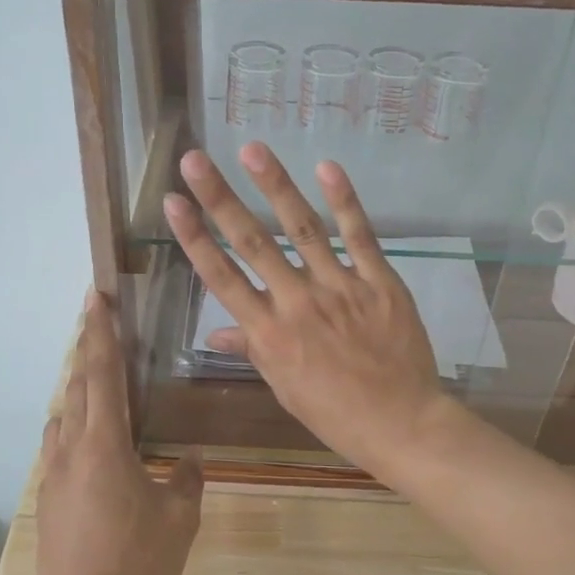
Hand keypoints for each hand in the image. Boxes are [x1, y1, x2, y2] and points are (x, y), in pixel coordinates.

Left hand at [33, 294, 202, 574]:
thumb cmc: (136, 561)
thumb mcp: (179, 518)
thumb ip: (187, 479)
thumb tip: (188, 460)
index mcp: (104, 444)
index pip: (103, 373)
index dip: (102, 332)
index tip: (96, 296)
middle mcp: (72, 448)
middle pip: (77, 384)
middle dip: (88, 348)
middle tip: (98, 321)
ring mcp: (53, 473)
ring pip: (63, 413)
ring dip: (78, 387)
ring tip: (98, 379)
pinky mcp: (47, 496)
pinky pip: (59, 443)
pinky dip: (73, 423)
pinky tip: (89, 439)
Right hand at [162, 143, 454, 473]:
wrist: (401, 424)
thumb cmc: (335, 413)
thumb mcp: (284, 387)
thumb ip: (253, 350)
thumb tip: (216, 332)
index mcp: (269, 334)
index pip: (222, 278)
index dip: (194, 238)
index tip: (173, 203)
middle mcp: (297, 303)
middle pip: (252, 243)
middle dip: (220, 199)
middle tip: (195, 160)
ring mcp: (340, 288)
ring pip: (302, 229)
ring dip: (275, 186)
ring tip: (252, 150)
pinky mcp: (379, 281)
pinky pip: (359, 236)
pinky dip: (344, 201)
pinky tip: (327, 167)